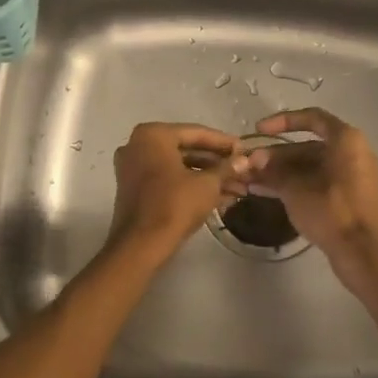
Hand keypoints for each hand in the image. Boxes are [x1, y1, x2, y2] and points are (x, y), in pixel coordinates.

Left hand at [108, 122, 247, 259]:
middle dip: (217, 163)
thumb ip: (226, 168)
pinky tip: (219, 196)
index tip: (244, 149)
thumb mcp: (207, 184)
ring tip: (237, 187)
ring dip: (207, 176)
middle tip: (242, 170)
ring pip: (178, 166)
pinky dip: (190, 184)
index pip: (196, 133)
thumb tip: (245, 160)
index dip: (224, 143)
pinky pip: (167, 178)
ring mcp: (133, 167)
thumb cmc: (175, 205)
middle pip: (186, 149)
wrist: (141, 244)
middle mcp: (138, 145)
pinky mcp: (134, 188)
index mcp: (153, 135)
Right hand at [246, 109, 377, 285]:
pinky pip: (319, 181)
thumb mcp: (296, 190)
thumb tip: (252, 162)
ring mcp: (353, 176)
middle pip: (309, 145)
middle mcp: (354, 152)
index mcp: (347, 141)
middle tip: (250, 164)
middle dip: (276, 155)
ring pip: (311, 166)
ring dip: (282, 172)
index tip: (258, 130)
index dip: (283, 121)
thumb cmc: (331, 212)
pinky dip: (296, 184)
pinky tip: (267, 192)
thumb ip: (273, 172)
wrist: (361, 252)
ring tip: (251, 180)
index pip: (312, 118)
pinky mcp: (349, 196)